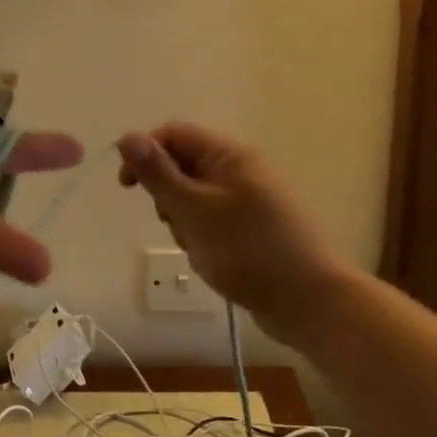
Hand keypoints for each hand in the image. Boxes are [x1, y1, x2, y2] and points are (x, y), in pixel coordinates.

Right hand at [116, 122, 353, 337]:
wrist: (309, 302)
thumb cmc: (247, 250)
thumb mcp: (193, 210)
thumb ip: (158, 173)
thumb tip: (127, 137)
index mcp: (229, 155)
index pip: (173, 134)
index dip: (144, 152)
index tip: (127, 186)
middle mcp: (240, 169)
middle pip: (182, 165)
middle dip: (166, 194)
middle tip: (174, 223)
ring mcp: (248, 199)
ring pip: (193, 196)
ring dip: (182, 219)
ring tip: (196, 246)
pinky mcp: (251, 227)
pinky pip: (211, 219)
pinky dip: (200, 234)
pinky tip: (210, 258)